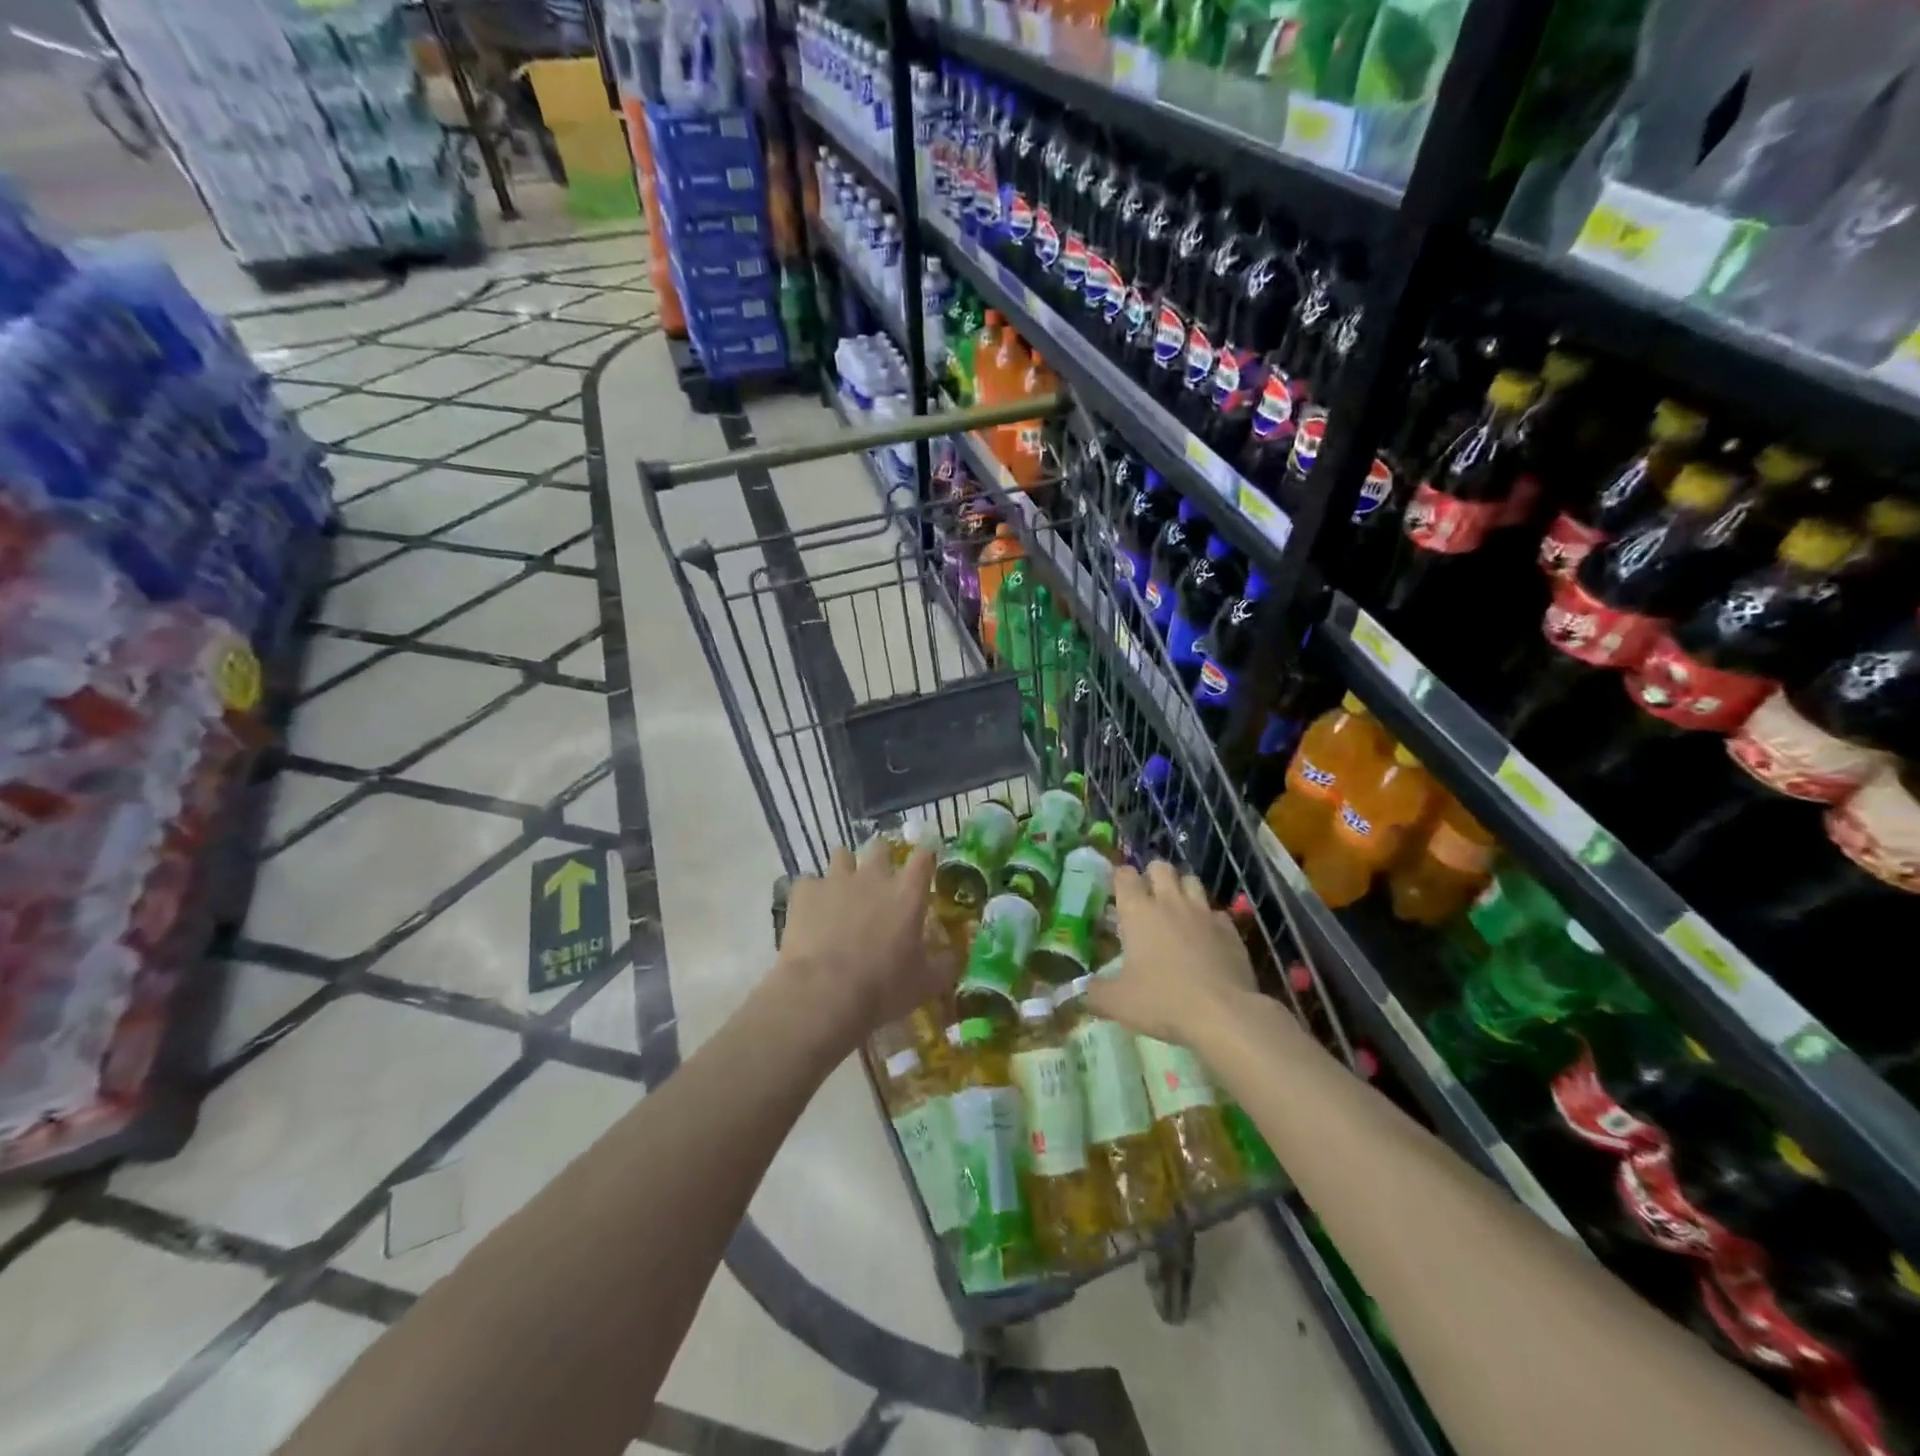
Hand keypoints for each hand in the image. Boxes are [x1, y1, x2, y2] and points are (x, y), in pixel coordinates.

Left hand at [773, 845, 958, 1055]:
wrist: (824, 993)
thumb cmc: (883, 988)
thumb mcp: (925, 984)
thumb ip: (945, 965)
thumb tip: (955, 956)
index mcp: (907, 893)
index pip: (923, 857)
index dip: (924, 859)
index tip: (924, 868)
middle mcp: (873, 876)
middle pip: (880, 847)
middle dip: (880, 859)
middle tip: (878, 881)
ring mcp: (836, 880)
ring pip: (842, 855)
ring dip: (844, 870)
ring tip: (841, 892)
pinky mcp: (805, 892)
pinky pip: (809, 883)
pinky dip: (812, 895)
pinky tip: (810, 915)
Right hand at [1086, 860, 1254, 1044]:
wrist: (1223, 1014)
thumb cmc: (1162, 1001)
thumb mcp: (1118, 1002)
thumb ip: (1095, 992)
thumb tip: (1084, 990)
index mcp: (1138, 911)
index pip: (1125, 875)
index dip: (1119, 878)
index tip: (1117, 891)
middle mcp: (1170, 902)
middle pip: (1160, 867)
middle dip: (1152, 875)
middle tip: (1147, 897)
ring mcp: (1203, 913)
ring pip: (1192, 881)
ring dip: (1181, 889)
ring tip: (1176, 909)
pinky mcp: (1230, 929)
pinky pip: (1216, 912)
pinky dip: (1208, 919)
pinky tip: (1205, 937)